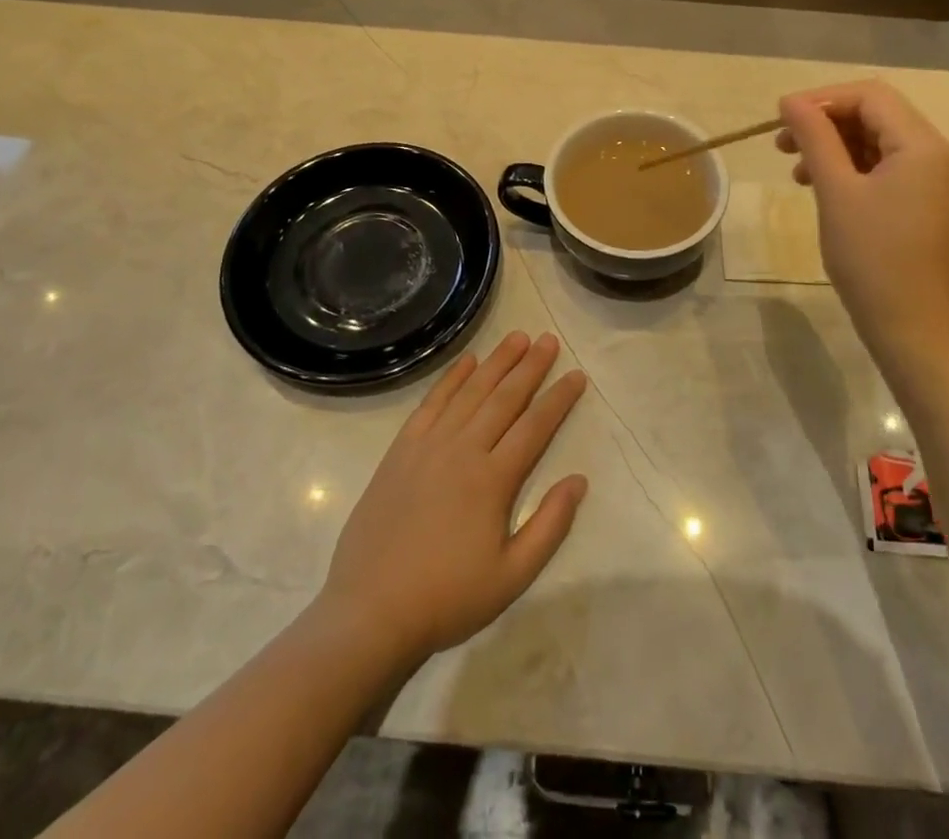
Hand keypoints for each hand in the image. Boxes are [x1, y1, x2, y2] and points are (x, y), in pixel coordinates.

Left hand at [318, 332, 587, 668]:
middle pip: (504, 398)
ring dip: (496, 362)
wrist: (370, 612)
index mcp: (493, 479)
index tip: (576, 375)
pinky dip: (451, 379)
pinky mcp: (401, 450)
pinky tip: (467, 362)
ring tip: (517, 337)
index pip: (535, 426)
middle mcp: (463, 450)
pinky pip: (431, 403)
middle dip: (530, 366)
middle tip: (549, 339)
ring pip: (470, 392)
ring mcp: (429, 446)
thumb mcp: (512, 577)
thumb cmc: (447, 598)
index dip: (558, 398)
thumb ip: (550, 526)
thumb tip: (578, 480)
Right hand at [776, 81, 948, 352]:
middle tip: (782, 144)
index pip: (871, 96)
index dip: (822, 100)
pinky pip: (889, 168)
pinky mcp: (930, 203)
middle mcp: (940, 154)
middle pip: (877, 116)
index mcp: (925, 146)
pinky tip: (822, 186)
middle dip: (827, 124)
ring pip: (880, 142)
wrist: (911, 328)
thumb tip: (790, 101)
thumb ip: (814, 138)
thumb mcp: (836, 191)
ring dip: (836, 147)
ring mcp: (939, 181)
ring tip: (796, 169)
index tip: (781, 118)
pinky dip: (853, 169)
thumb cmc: (871, 258)